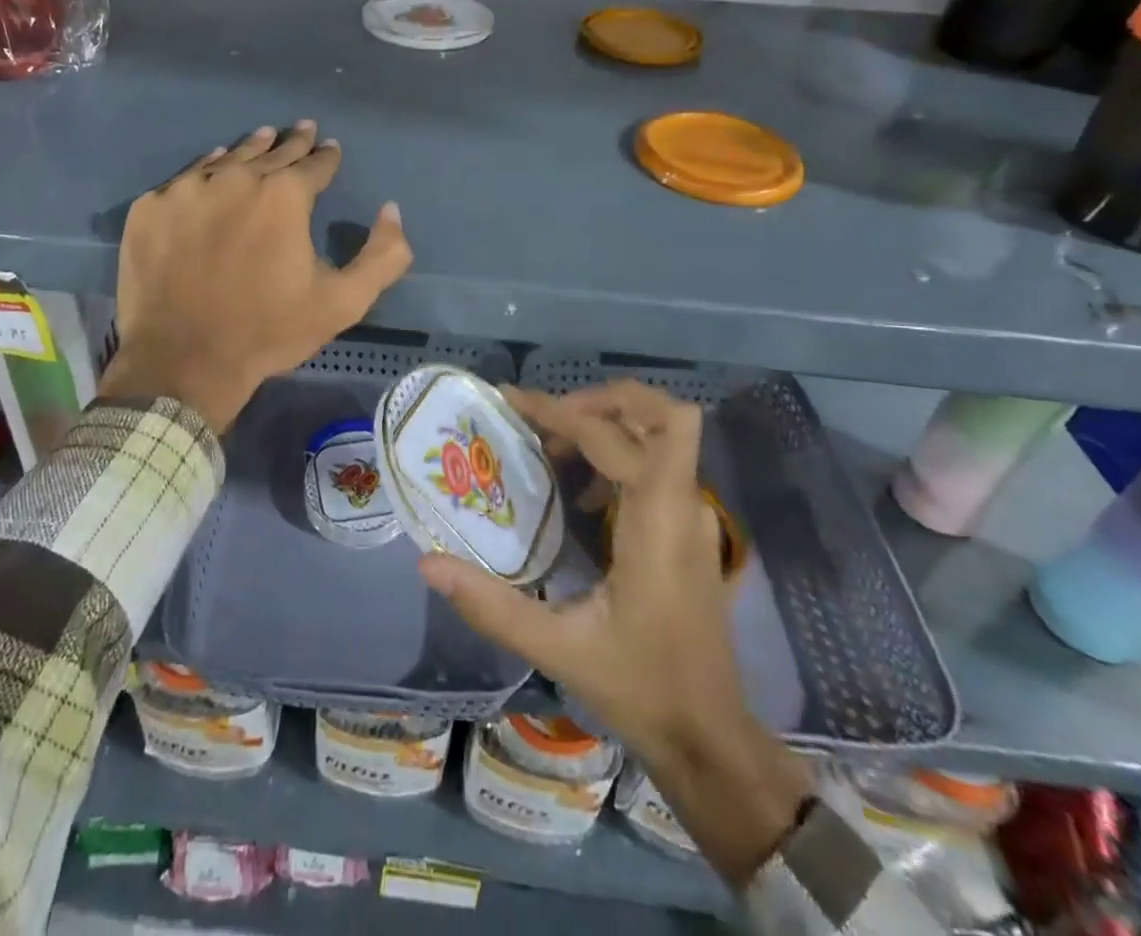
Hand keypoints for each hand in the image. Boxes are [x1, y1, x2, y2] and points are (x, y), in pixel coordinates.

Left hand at [99, 122, 412, 432]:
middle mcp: (236, 179)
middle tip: (302, 129)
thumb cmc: (268, 331)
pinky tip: (212, 169)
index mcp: (284, 196)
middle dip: (291, 142)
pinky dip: (205, 172)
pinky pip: (185, 179)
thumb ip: (382, 255)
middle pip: (270, 153)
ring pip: (226, 160)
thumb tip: (391, 210)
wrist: (183, 360)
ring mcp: (187, 190)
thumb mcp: (343, 302)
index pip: (313, 164)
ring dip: (249, 150)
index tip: (330, 148)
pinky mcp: (150, 208)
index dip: (326, 156)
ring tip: (262, 137)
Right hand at [419, 381, 810, 887]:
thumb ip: (491, 605)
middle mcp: (684, 505)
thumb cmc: (641, 689)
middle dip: (599, 401)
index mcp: (657, 521)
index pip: (611, 435)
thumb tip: (428, 562)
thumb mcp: (559, 648)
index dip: (560, 411)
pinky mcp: (689, 531)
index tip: (512, 404)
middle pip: (660, 413)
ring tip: (550, 453)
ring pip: (663, 434)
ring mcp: (694, 516)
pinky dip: (617, 455)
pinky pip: (657, 465)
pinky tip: (578, 497)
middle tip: (544, 421)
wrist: (711, 740)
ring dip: (607, 425)